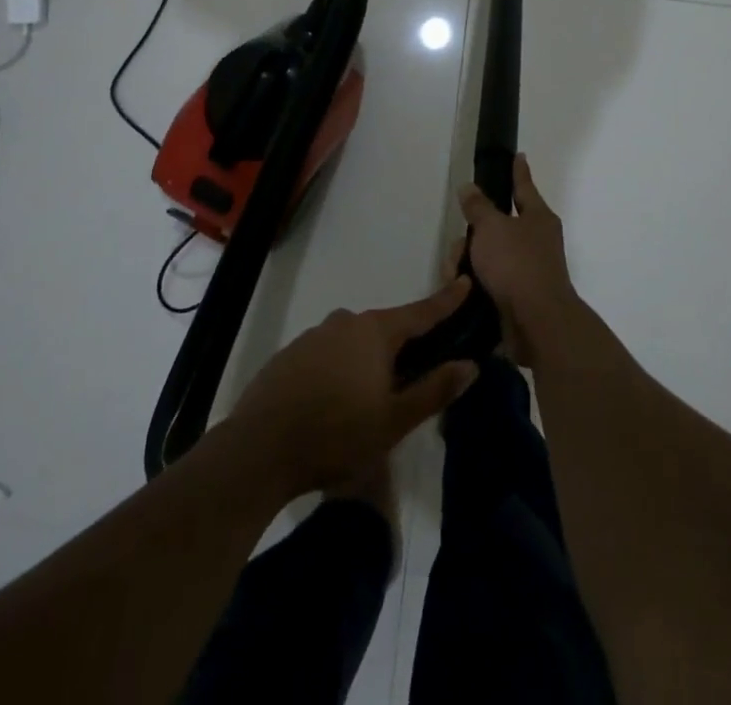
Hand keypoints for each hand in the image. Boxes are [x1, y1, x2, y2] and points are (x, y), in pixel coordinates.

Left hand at [230, 280, 479, 495]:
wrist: (259, 449)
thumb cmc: (336, 434)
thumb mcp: (394, 421)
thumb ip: (434, 389)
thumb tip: (470, 364)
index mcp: (375, 332)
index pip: (420, 312)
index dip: (446, 300)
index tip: (465, 281)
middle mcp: (345, 322)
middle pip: (386, 328)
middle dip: (404, 346)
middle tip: (416, 375)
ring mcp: (314, 336)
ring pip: (355, 342)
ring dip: (369, 361)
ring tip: (371, 400)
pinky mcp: (291, 355)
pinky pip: (328, 354)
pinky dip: (341, 369)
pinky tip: (336, 403)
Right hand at [459, 154, 580, 366]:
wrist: (536, 323)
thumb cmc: (517, 264)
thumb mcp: (491, 228)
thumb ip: (478, 207)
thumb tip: (469, 187)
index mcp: (538, 217)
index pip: (524, 186)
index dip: (518, 171)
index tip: (519, 155)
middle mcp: (536, 241)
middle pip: (496, 226)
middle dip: (472, 235)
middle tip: (459, 245)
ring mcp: (527, 269)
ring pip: (488, 254)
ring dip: (468, 262)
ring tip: (456, 276)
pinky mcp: (516, 296)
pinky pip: (488, 279)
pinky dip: (474, 283)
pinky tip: (462, 290)